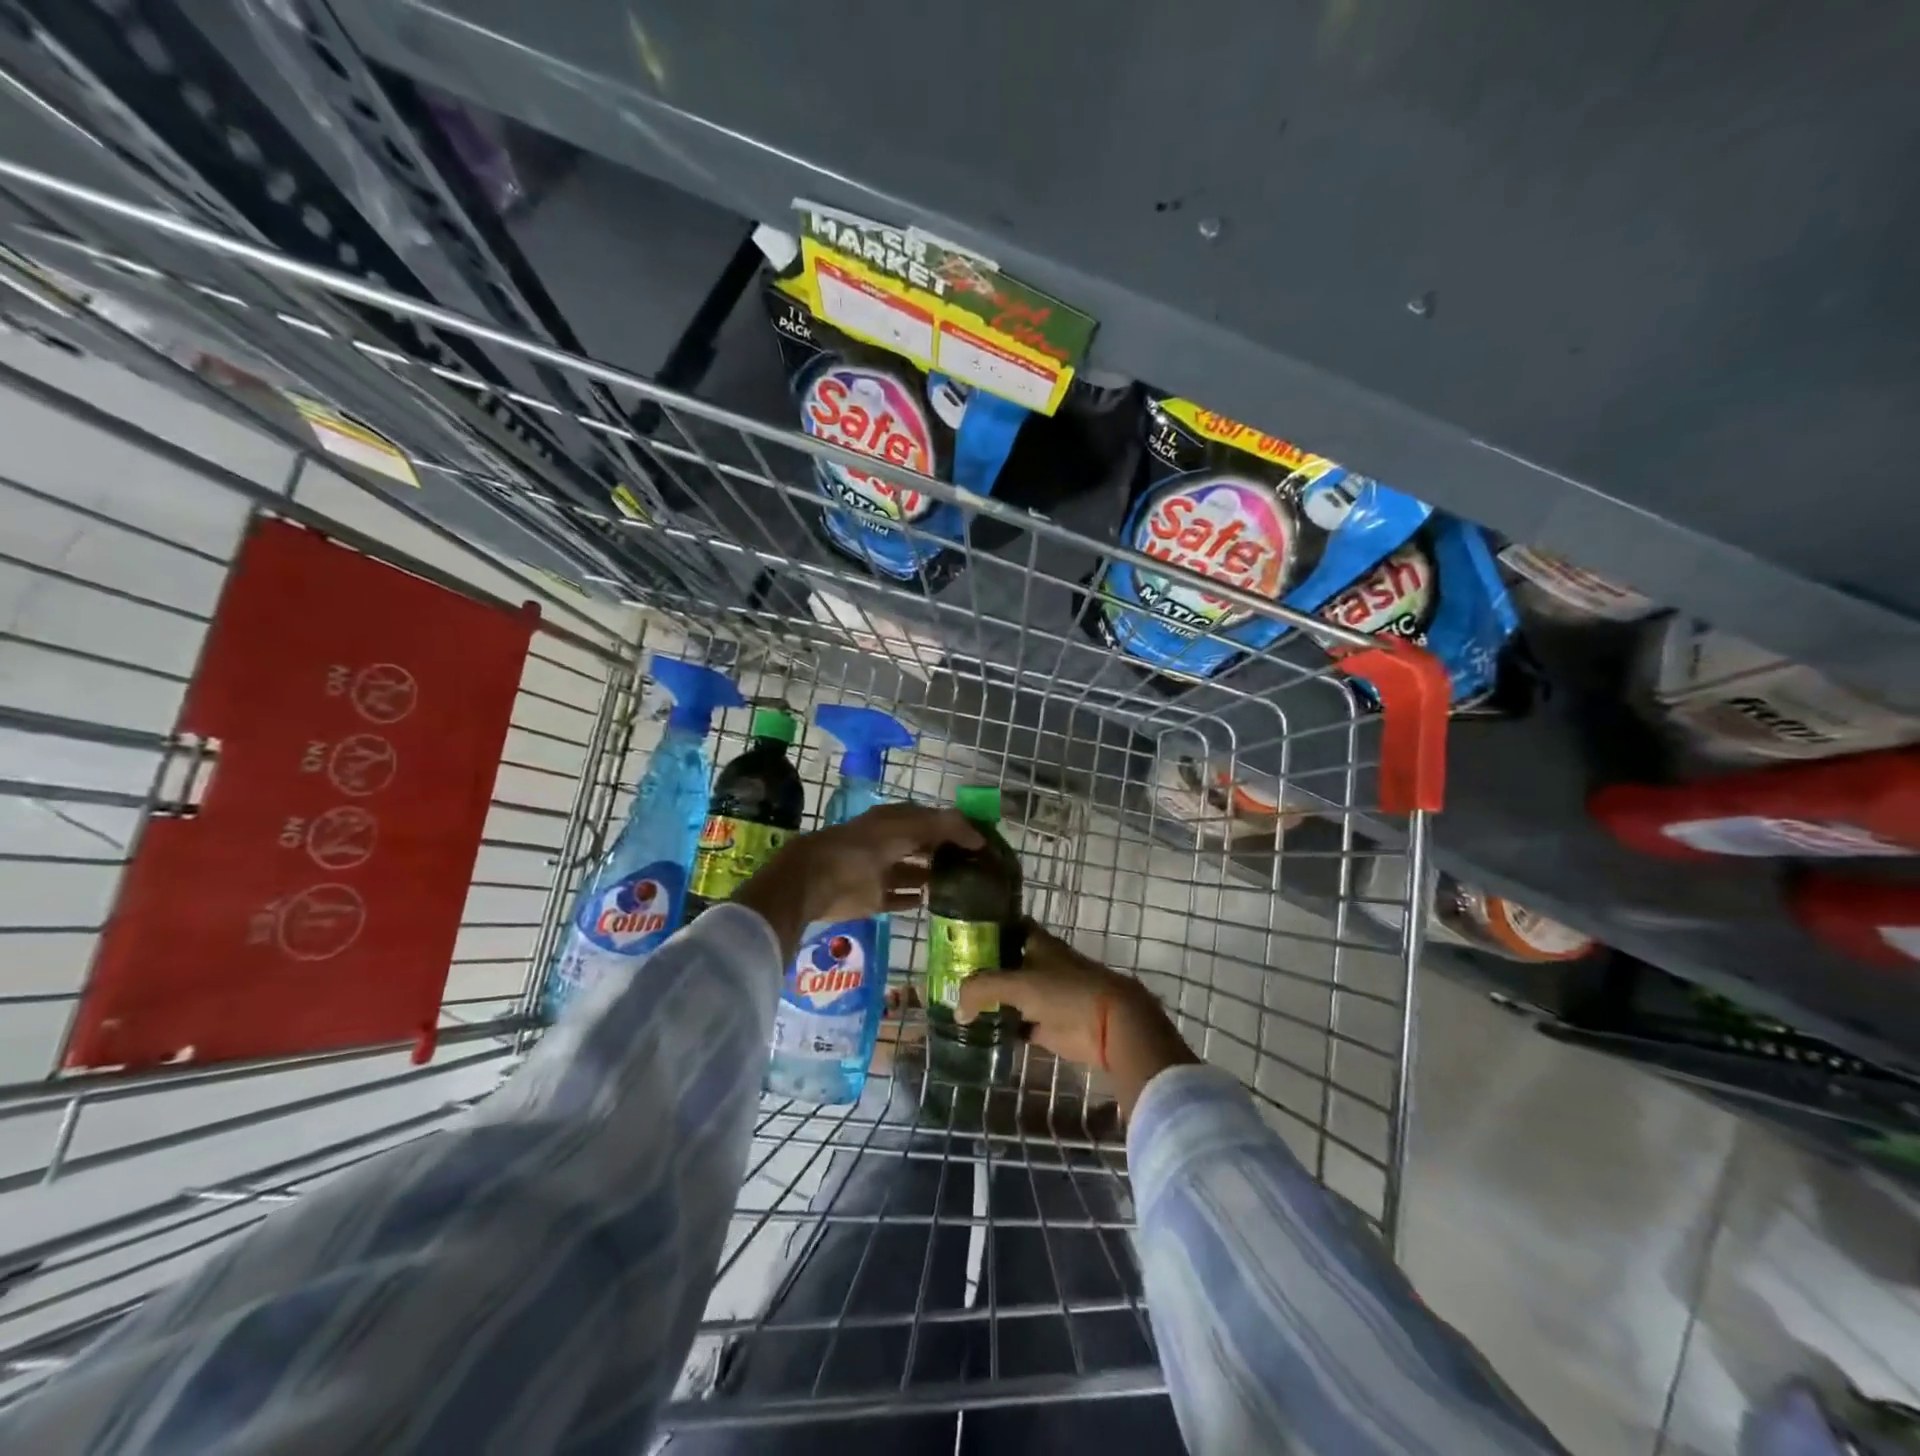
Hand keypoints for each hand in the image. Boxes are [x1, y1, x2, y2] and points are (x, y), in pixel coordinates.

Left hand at [734, 804, 982, 957]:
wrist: (817, 880)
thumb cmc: (862, 848)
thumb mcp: (906, 828)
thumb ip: (943, 827)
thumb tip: (979, 835)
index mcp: (894, 821)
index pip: (932, 819)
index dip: (956, 827)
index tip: (982, 840)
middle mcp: (889, 843)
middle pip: (924, 846)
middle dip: (948, 853)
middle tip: (979, 865)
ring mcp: (881, 871)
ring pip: (914, 872)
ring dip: (934, 876)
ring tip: (964, 885)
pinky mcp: (874, 898)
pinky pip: (900, 898)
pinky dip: (914, 899)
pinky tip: (934, 903)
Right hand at [955, 924, 1197, 1117]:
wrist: (1108, 1024)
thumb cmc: (1065, 991)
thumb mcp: (1018, 984)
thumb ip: (982, 989)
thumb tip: (957, 1009)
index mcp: (1035, 942)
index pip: (1005, 927)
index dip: (983, 929)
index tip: (956, 937)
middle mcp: (1037, 964)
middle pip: (1003, 962)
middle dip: (980, 968)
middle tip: (946, 975)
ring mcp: (1042, 995)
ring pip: (1009, 993)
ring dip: (989, 999)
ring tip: (955, 1004)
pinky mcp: (1046, 1024)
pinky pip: (1016, 1023)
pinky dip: (1001, 1026)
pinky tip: (977, 1031)